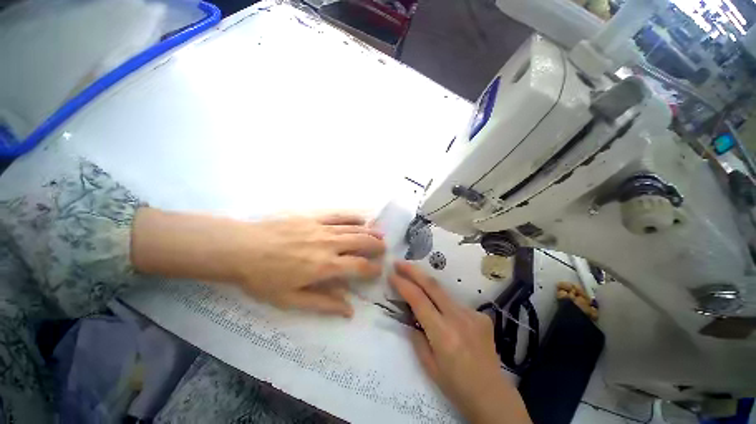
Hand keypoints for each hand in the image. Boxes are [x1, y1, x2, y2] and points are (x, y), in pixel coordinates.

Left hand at [233, 213, 384, 315]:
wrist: (240, 247)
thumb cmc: (263, 277)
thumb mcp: (290, 299)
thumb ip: (323, 303)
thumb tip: (349, 310)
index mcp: (325, 266)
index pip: (359, 267)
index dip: (373, 269)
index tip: (379, 270)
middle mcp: (329, 244)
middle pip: (362, 242)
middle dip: (377, 246)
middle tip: (384, 249)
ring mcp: (322, 227)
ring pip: (354, 228)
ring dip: (370, 231)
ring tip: (380, 235)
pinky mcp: (313, 216)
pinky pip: (339, 215)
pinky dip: (354, 217)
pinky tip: (362, 218)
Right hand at [389, 262, 531, 423]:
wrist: (492, 395)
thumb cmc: (456, 386)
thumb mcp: (428, 365)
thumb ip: (416, 336)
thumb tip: (411, 315)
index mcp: (443, 334)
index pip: (418, 299)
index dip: (403, 284)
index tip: (391, 275)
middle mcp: (458, 318)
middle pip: (432, 285)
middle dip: (413, 270)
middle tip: (399, 263)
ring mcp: (472, 314)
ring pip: (443, 292)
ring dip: (426, 285)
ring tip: (415, 282)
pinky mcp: (481, 315)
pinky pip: (455, 304)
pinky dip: (444, 304)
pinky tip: (444, 316)